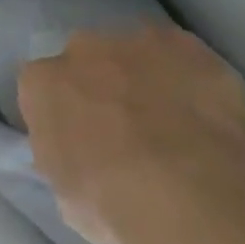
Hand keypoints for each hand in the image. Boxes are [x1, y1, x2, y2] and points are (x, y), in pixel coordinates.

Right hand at [18, 25, 244, 243]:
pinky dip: (187, 79)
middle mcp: (84, 49)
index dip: (60, 114)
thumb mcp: (66, 194)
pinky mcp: (188, 44)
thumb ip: (66, 158)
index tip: (77, 139)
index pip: (41, 90)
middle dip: (100, 85)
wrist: (187, 190)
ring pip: (136, 54)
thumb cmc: (110, 202)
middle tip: (123, 128)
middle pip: (87, 61)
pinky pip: (181, 58)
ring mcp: (139, 41)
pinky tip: (203, 112)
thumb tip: (80, 157)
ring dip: (145, 78)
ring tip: (170, 121)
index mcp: (42, 85)